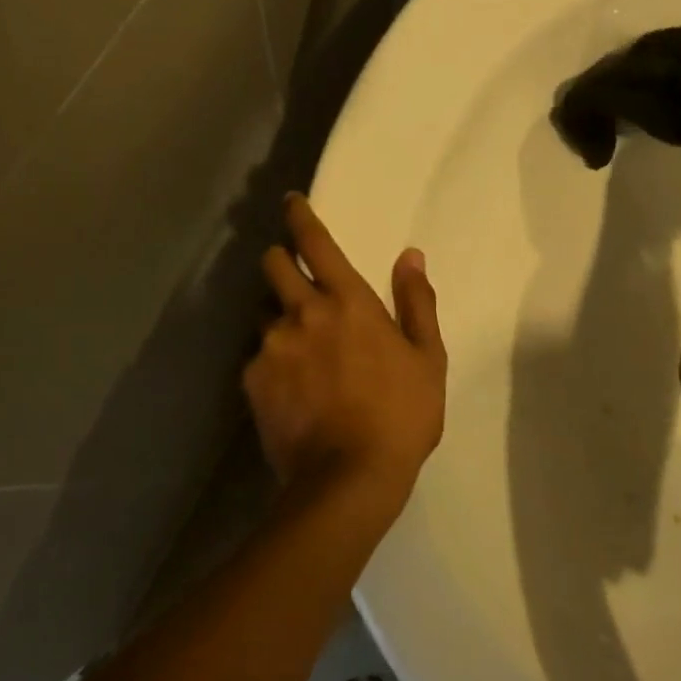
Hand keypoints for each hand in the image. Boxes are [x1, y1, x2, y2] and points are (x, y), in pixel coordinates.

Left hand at [244, 194, 446, 518]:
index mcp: (348, 302)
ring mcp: (272, 347)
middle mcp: (302, 313)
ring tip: (299, 349)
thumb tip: (411, 256)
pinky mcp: (253, 381)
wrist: (349, 479)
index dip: (299, 216)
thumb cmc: (401, 415)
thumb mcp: (428, 358)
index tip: (290, 202)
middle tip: (295, 279)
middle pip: (273, 265)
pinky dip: (271, 361)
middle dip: (280, 260)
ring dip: (279, 318)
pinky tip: (290, 388)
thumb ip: (416, 302)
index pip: (314, 243)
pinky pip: (257, 357)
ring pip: (264, 313)